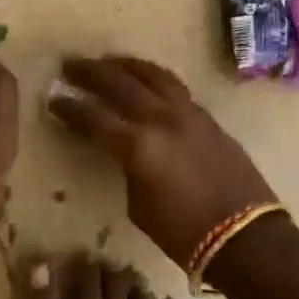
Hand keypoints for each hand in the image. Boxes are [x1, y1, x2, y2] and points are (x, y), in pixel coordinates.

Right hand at [51, 56, 276, 268]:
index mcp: (137, 146)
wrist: (244, 237)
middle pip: (120, 84)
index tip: (53, 98)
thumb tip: (125, 153)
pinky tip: (148, 84)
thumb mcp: (139, 205)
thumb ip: (128, 169)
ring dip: (128, 66)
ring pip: (154, 77)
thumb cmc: (183, 233)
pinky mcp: (209, 120)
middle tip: (71, 65)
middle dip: (92, 73)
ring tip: (110, 62)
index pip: (93, 118)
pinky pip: (176, 90)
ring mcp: (189, 115)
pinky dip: (155, 81)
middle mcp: (161, 120)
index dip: (69, 107)